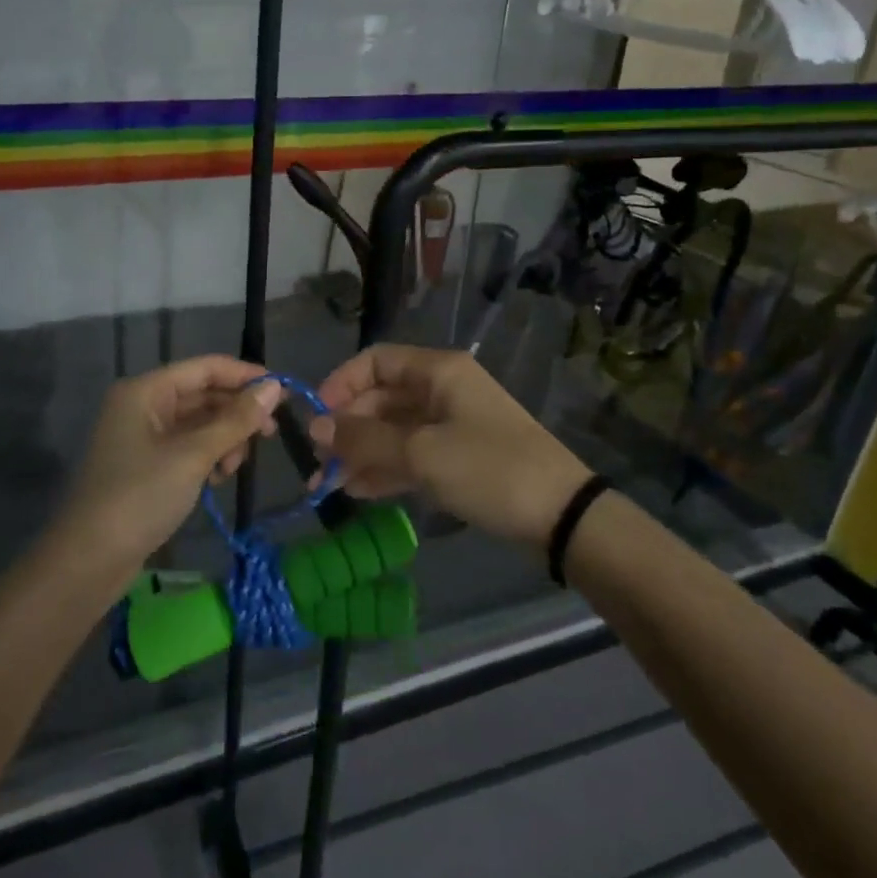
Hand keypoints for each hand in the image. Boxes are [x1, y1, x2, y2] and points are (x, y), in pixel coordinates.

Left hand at [55, 356, 284, 568]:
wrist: (88, 560)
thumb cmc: (140, 497)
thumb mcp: (193, 455)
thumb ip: (236, 419)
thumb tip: (275, 386)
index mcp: (146, 391)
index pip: (205, 368)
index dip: (245, 375)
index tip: (284, 391)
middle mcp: (142, 405)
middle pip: (202, 394)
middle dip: (236, 413)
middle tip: (271, 434)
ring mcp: (142, 436)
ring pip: (198, 423)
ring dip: (224, 438)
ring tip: (235, 466)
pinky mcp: (146, 465)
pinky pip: (187, 446)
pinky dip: (208, 456)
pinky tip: (219, 477)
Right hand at [309, 345, 590, 548]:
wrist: (562, 516)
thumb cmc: (489, 469)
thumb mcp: (421, 454)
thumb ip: (364, 440)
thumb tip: (314, 429)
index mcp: (437, 372)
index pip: (375, 361)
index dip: (341, 384)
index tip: (316, 418)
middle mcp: (442, 390)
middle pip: (381, 398)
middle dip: (347, 428)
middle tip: (318, 464)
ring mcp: (451, 425)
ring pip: (393, 430)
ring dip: (361, 453)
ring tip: (328, 485)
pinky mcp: (459, 458)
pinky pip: (411, 455)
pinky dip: (385, 469)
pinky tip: (357, 491)